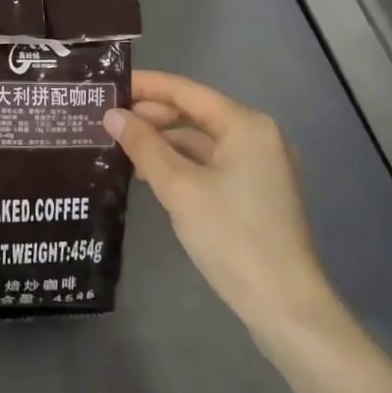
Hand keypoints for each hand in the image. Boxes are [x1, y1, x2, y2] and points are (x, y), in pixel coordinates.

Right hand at [105, 71, 337, 336]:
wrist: (285, 307)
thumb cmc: (232, 237)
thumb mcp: (179, 188)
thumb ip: (144, 146)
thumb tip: (112, 115)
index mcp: (246, 125)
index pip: (186, 91)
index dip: (146, 86)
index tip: (108, 86)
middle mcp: (257, 137)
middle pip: (195, 114)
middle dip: (151, 116)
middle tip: (107, 120)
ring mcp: (259, 167)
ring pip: (201, 141)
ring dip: (162, 143)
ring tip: (119, 148)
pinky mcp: (255, 194)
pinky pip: (210, 164)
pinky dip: (180, 165)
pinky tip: (149, 175)